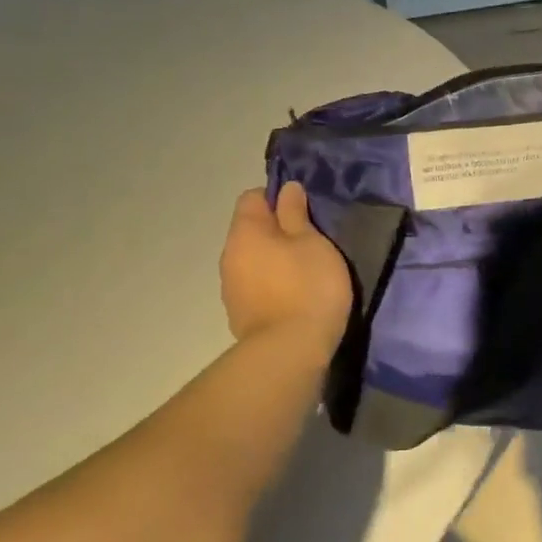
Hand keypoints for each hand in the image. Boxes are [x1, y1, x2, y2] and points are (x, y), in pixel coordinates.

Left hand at [219, 184, 351, 362]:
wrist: (290, 352)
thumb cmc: (307, 286)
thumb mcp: (312, 242)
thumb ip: (296, 213)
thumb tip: (286, 189)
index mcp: (245, 232)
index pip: (253, 198)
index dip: (279, 199)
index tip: (305, 213)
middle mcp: (229, 256)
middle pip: (252, 231)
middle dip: (278, 232)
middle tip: (312, 243)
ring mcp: (231, 289)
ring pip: (254, 260)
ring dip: (275, 261)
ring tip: (305, 273)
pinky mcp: (240, 315)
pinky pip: (256, 287)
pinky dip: (273, 286)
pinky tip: (294, 298)